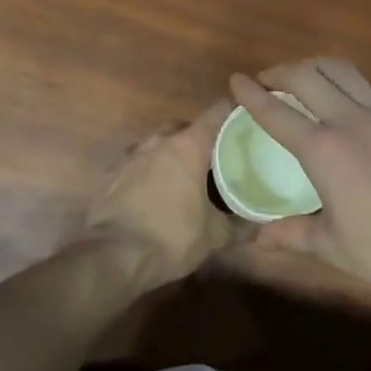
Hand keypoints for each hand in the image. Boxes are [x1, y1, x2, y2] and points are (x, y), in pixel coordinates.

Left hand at [83, 101, 240, 286]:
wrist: (112, 257)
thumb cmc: (171, 237)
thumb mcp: (214, 236)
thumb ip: (240, 225)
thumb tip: (260, 224)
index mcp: (188, 146)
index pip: (217, 113)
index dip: (234, 113)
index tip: (246, 121)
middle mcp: (158, 141)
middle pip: (183, 127)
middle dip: (198, 137)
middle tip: (213, 158)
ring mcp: (130, 156)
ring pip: (156, 143)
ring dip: (170, 154)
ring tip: (182, 177)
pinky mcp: (110, 174)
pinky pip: (135, 164)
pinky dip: (146, 172)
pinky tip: (153, 193)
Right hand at [229, 58, 370, 310]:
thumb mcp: (333, 247)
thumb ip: (292, 233)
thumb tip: (258, 238)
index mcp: (325, 151)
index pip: (277, 112)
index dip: (251, 94)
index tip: (235, 80)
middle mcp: (353, 120)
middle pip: (307, 75)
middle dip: (280, 71)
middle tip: (266, 81)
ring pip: (343, 70)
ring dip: (315, 68)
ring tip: (303, 80)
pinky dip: (351, 85)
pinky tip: (349, 102)